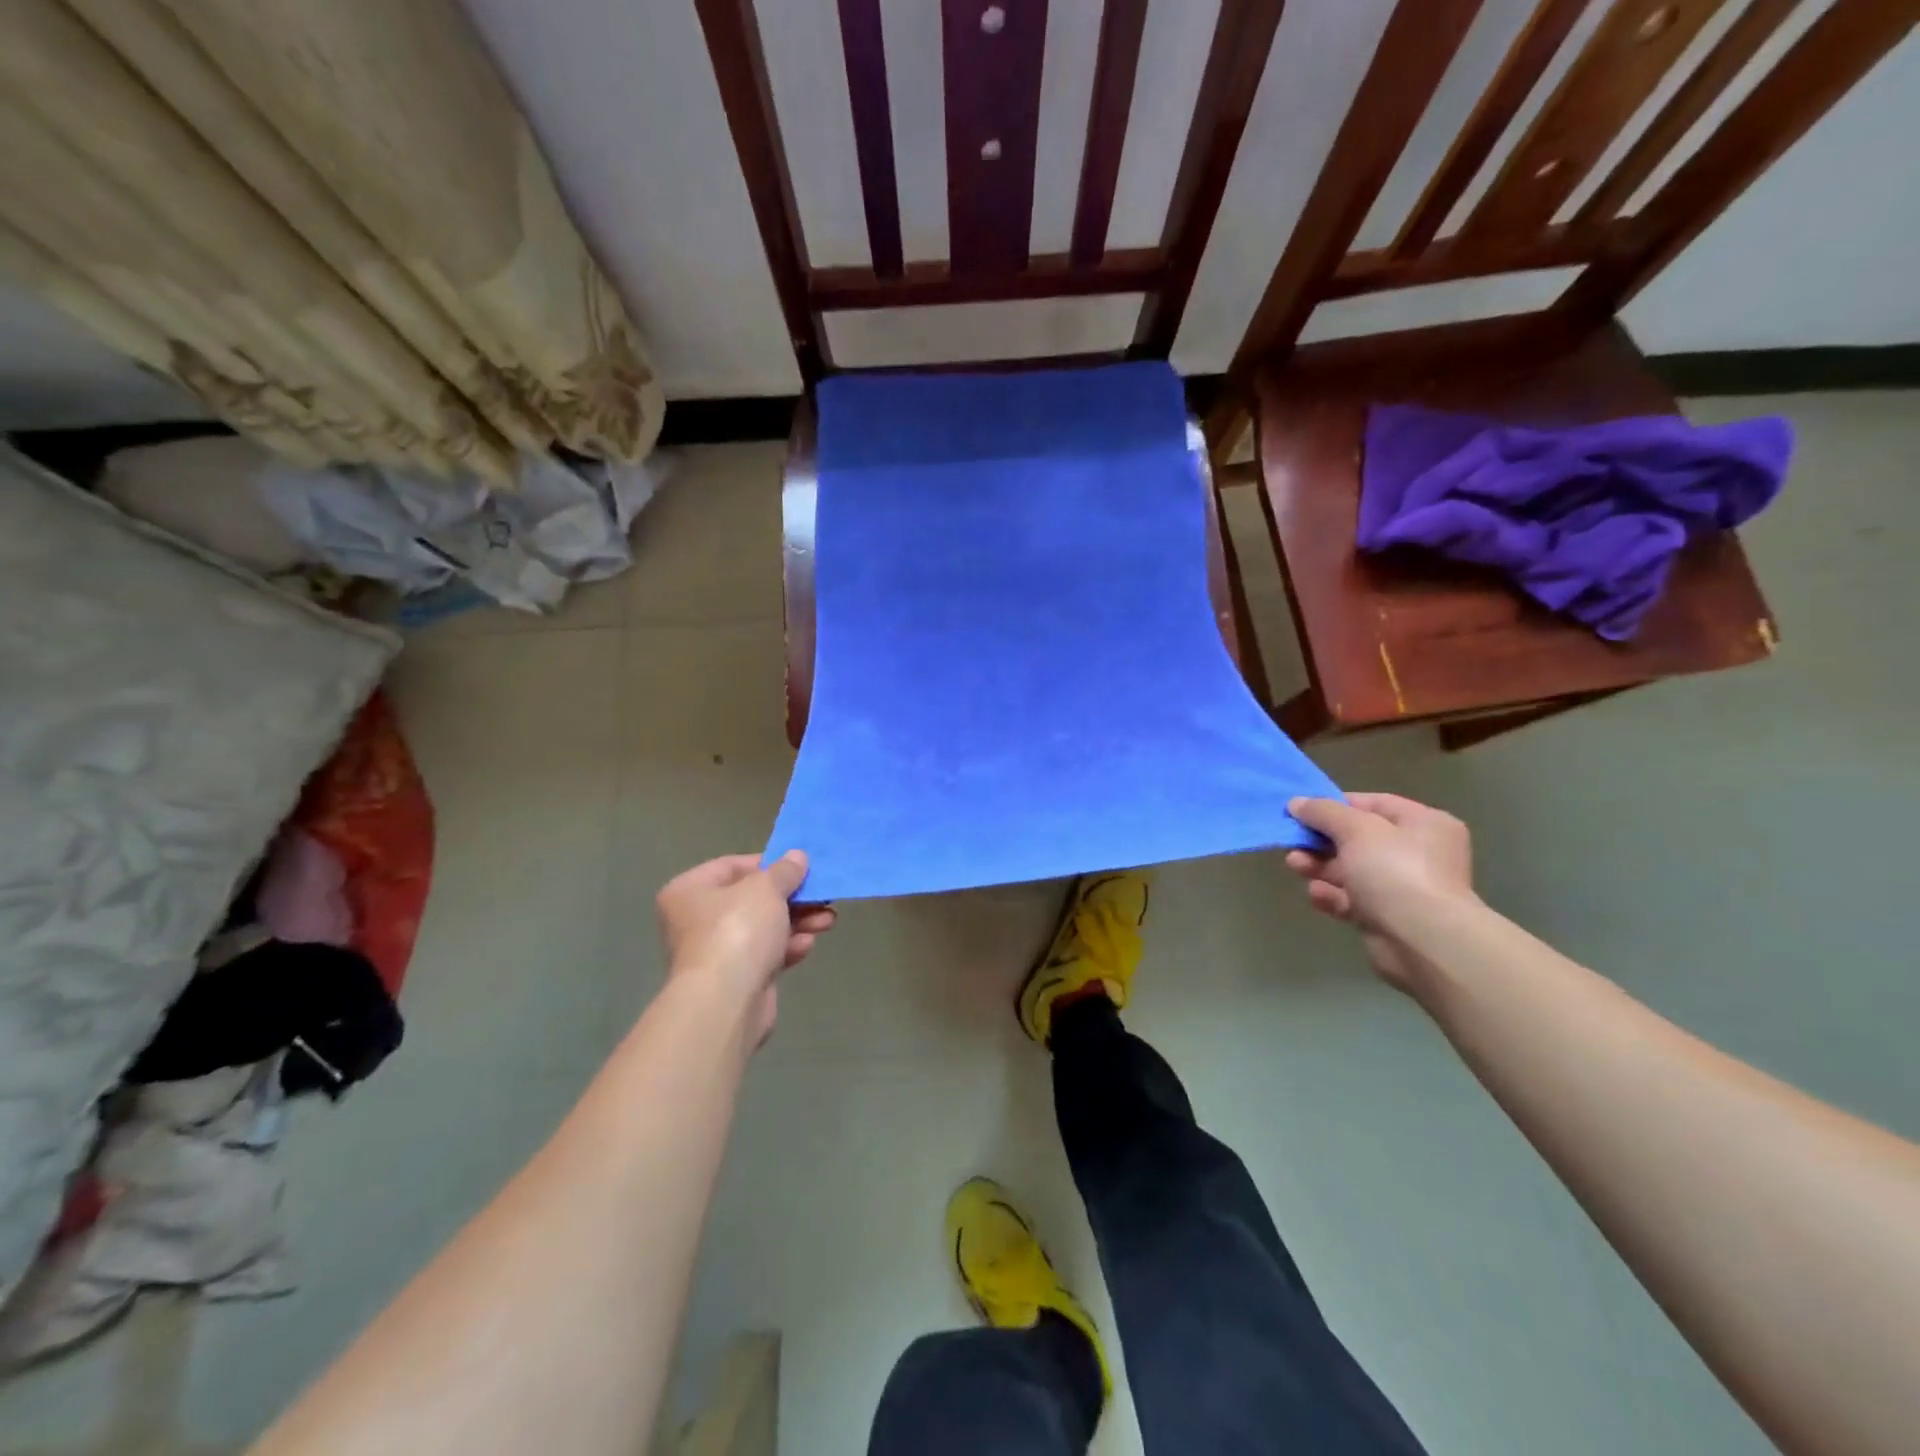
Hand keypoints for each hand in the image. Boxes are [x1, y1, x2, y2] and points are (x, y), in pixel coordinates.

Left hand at [654, 852, 835, 1044]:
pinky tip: (807, 945)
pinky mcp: (735, 979)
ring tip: (828, 920)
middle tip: (821, 894)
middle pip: (751, 899)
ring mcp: (715, 952)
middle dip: (791, 897)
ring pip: (763, 928)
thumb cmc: (737, 931)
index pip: (732, 866)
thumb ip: (785, 870)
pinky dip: (787, 947)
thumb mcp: (766, 888)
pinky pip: (765, 954)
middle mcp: (695, 919)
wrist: (726, 1002)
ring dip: (797, 921)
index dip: (769, 864)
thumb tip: (797, 856)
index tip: (800, 867)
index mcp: (689, 890)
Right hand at [1285, 794, 1476, 992]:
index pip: (1373, 804)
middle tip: (1293, 841)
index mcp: (1423, 824)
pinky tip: (1317, 894)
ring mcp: (1403, 887)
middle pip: (1358, 838)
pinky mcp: (1387, 916)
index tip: (1301, 810)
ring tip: (1295, 866)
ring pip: (1351, 869)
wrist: (1422, 940)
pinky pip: (1352, 899)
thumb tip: (1296, 803)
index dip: (1335, 805)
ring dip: (1320, 867)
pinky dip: (1332, 895)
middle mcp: (1418, 853)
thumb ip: (1323, 812)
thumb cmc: (1395, 871)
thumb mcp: (1356, 829)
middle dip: (1321, 840)